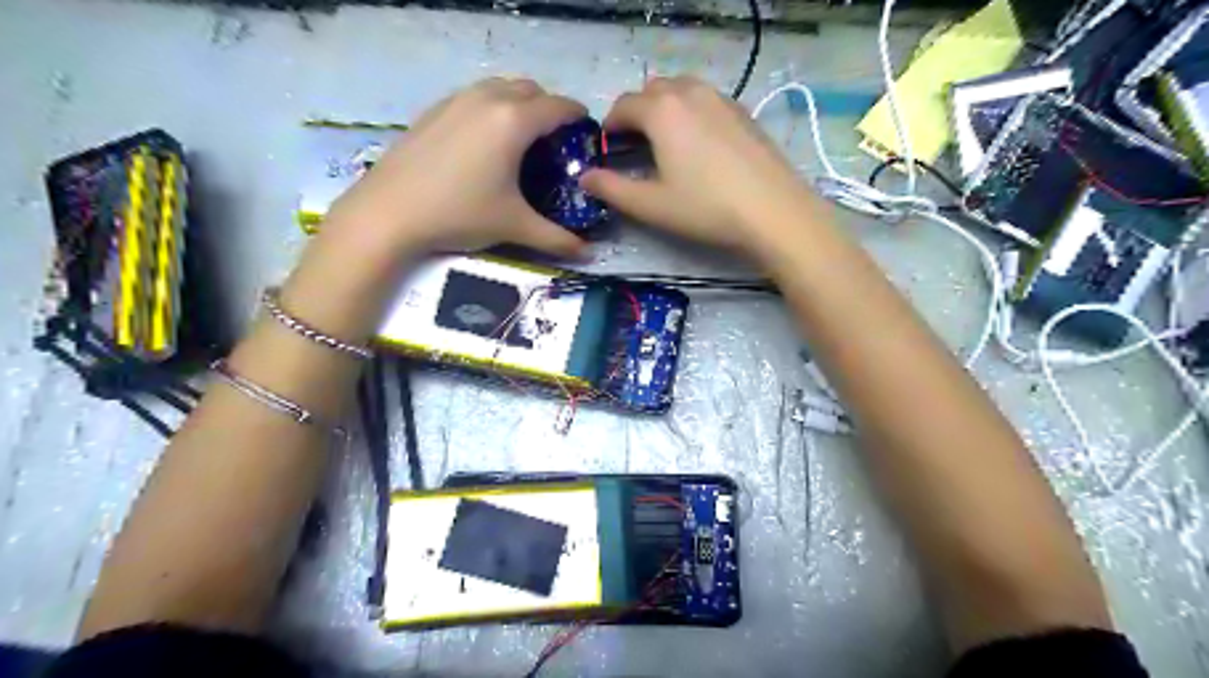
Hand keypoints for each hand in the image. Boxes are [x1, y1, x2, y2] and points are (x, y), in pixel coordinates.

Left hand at [277, 78, 590, 341]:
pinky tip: (483, 142)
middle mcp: (487, 99)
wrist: (389, 212)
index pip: (559, 106)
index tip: (587, 133)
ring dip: (518, 103)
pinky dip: (490, 108)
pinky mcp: (433, 110)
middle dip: (549, 108)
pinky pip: (473, 96)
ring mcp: (456, 100)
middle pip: (530, 88)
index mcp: (514, 121)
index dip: (578, 117)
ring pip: (499, 87)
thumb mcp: (515, 226)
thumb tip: (589, 254)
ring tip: (520, 139)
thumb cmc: (460, 214)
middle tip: (554, 141)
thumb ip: (557, 239)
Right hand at [581, 77, 816, 260]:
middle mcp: (690, 92)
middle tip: (635, 147)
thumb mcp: (650, 205)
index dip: (609, 126)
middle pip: (652, 91)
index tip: (607, 149)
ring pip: (681, 91)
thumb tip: (585, 176)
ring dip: (665, 109)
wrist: (773, 211)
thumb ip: (611, 188)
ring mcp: (721, 98)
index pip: (623, 106)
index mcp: (662, 110)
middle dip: (637, 113)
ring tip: (666, 144)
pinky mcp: (743, 112)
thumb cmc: (705, 208)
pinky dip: (691, 113)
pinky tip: (699, 146)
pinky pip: (706, 101)